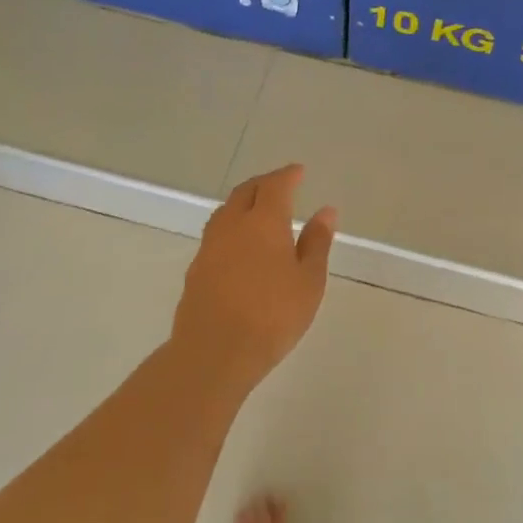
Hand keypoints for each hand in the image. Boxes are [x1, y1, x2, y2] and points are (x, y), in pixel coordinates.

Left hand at [173, 164, 336, 386]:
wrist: (214, 351)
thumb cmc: (273, 316)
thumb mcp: (308, 281)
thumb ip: (317, 243)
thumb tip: (325, 211)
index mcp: (264, 222)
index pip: (276, 186)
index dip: (288, 175)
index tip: (299, 171)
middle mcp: (233, 225)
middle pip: (246, 192)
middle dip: (264, 183)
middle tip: (280, 185)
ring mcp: (210, 246)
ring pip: (226, 211)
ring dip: (244, 203)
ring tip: (259, 210)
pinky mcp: (197, 268)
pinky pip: (216, 234)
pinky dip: (232, 226)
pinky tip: (240, 244)